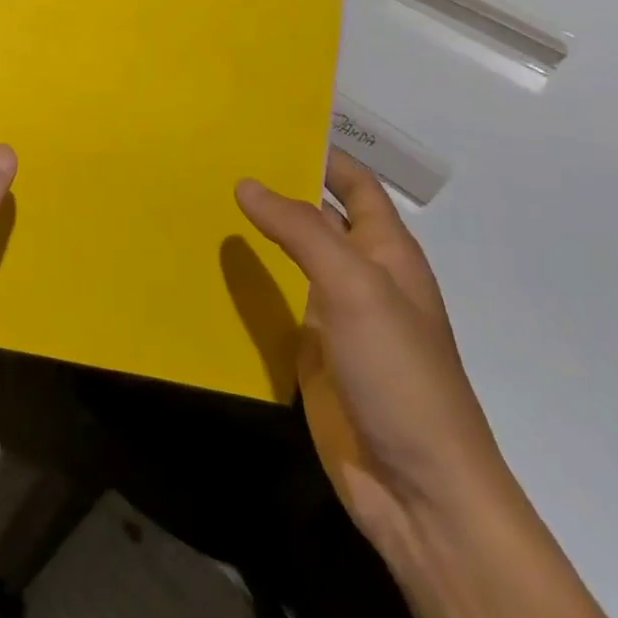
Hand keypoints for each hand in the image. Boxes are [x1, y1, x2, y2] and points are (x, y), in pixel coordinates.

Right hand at [236, 151, 512, 570]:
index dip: (322, 154)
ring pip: (289, 262)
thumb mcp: (354, 288)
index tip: (267, 126)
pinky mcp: (310, 355)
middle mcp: (361, 278)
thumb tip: (247, 182)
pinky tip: (206, 271)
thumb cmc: (400, 374)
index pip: (355, 185)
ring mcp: (334, 319)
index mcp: (387, 253)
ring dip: (255, 237)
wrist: (419, 491)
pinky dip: (245, 287)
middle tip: (214, 160)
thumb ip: (301, 231)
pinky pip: (273, 307)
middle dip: (276, 190)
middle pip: (317, 219)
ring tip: (199, 204)